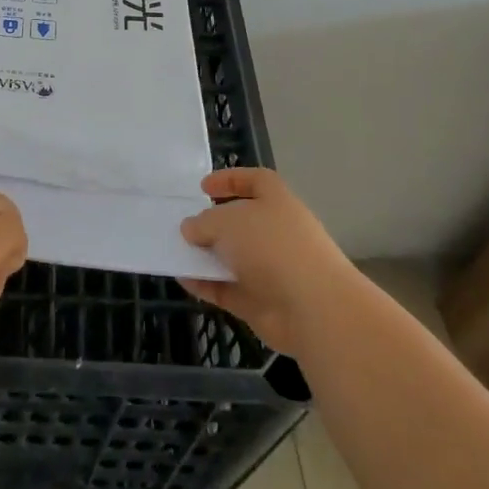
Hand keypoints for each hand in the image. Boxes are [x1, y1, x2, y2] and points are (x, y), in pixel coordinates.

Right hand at [179, 167, 361, 357]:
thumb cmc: (270, 246)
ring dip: (207, 256)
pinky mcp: (263, 303)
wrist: (312, 308)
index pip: (256, 181)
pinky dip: (206, 285)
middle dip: (214, 224)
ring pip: (233, 258)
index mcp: (277, 202)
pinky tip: (183, 280)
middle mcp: (277, 233)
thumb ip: (204, 222)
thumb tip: (191, 228)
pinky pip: (228, 289)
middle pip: (242, 222)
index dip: (231, 180)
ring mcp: (271, 270)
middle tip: (185, 225)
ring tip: (176, 252)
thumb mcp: (227, 222)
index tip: (203, 187)